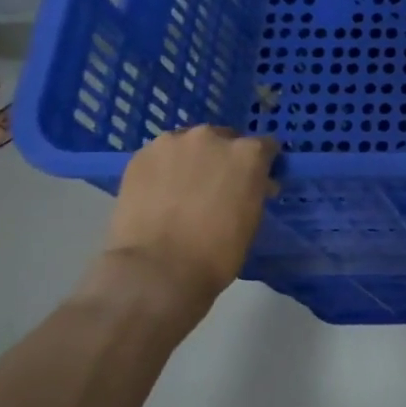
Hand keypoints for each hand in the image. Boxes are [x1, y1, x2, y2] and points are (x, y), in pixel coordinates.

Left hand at [101, 128, 278, 310]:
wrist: (158, 268)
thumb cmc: (218, 251)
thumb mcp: (252, 218)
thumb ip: (254, 190)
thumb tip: (255, 185)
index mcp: (248, 153)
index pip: (265, 146)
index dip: (262, 164)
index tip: (258, 180)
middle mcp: (212, 138)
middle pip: (225, 140)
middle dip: (225, 158)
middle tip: (219, 186)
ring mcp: (172, 143)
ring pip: (189, 145)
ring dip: (193, 160)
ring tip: (185, 189)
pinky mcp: (140, 156)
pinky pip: (161, 156)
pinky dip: (165, 169)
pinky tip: (161, 193)